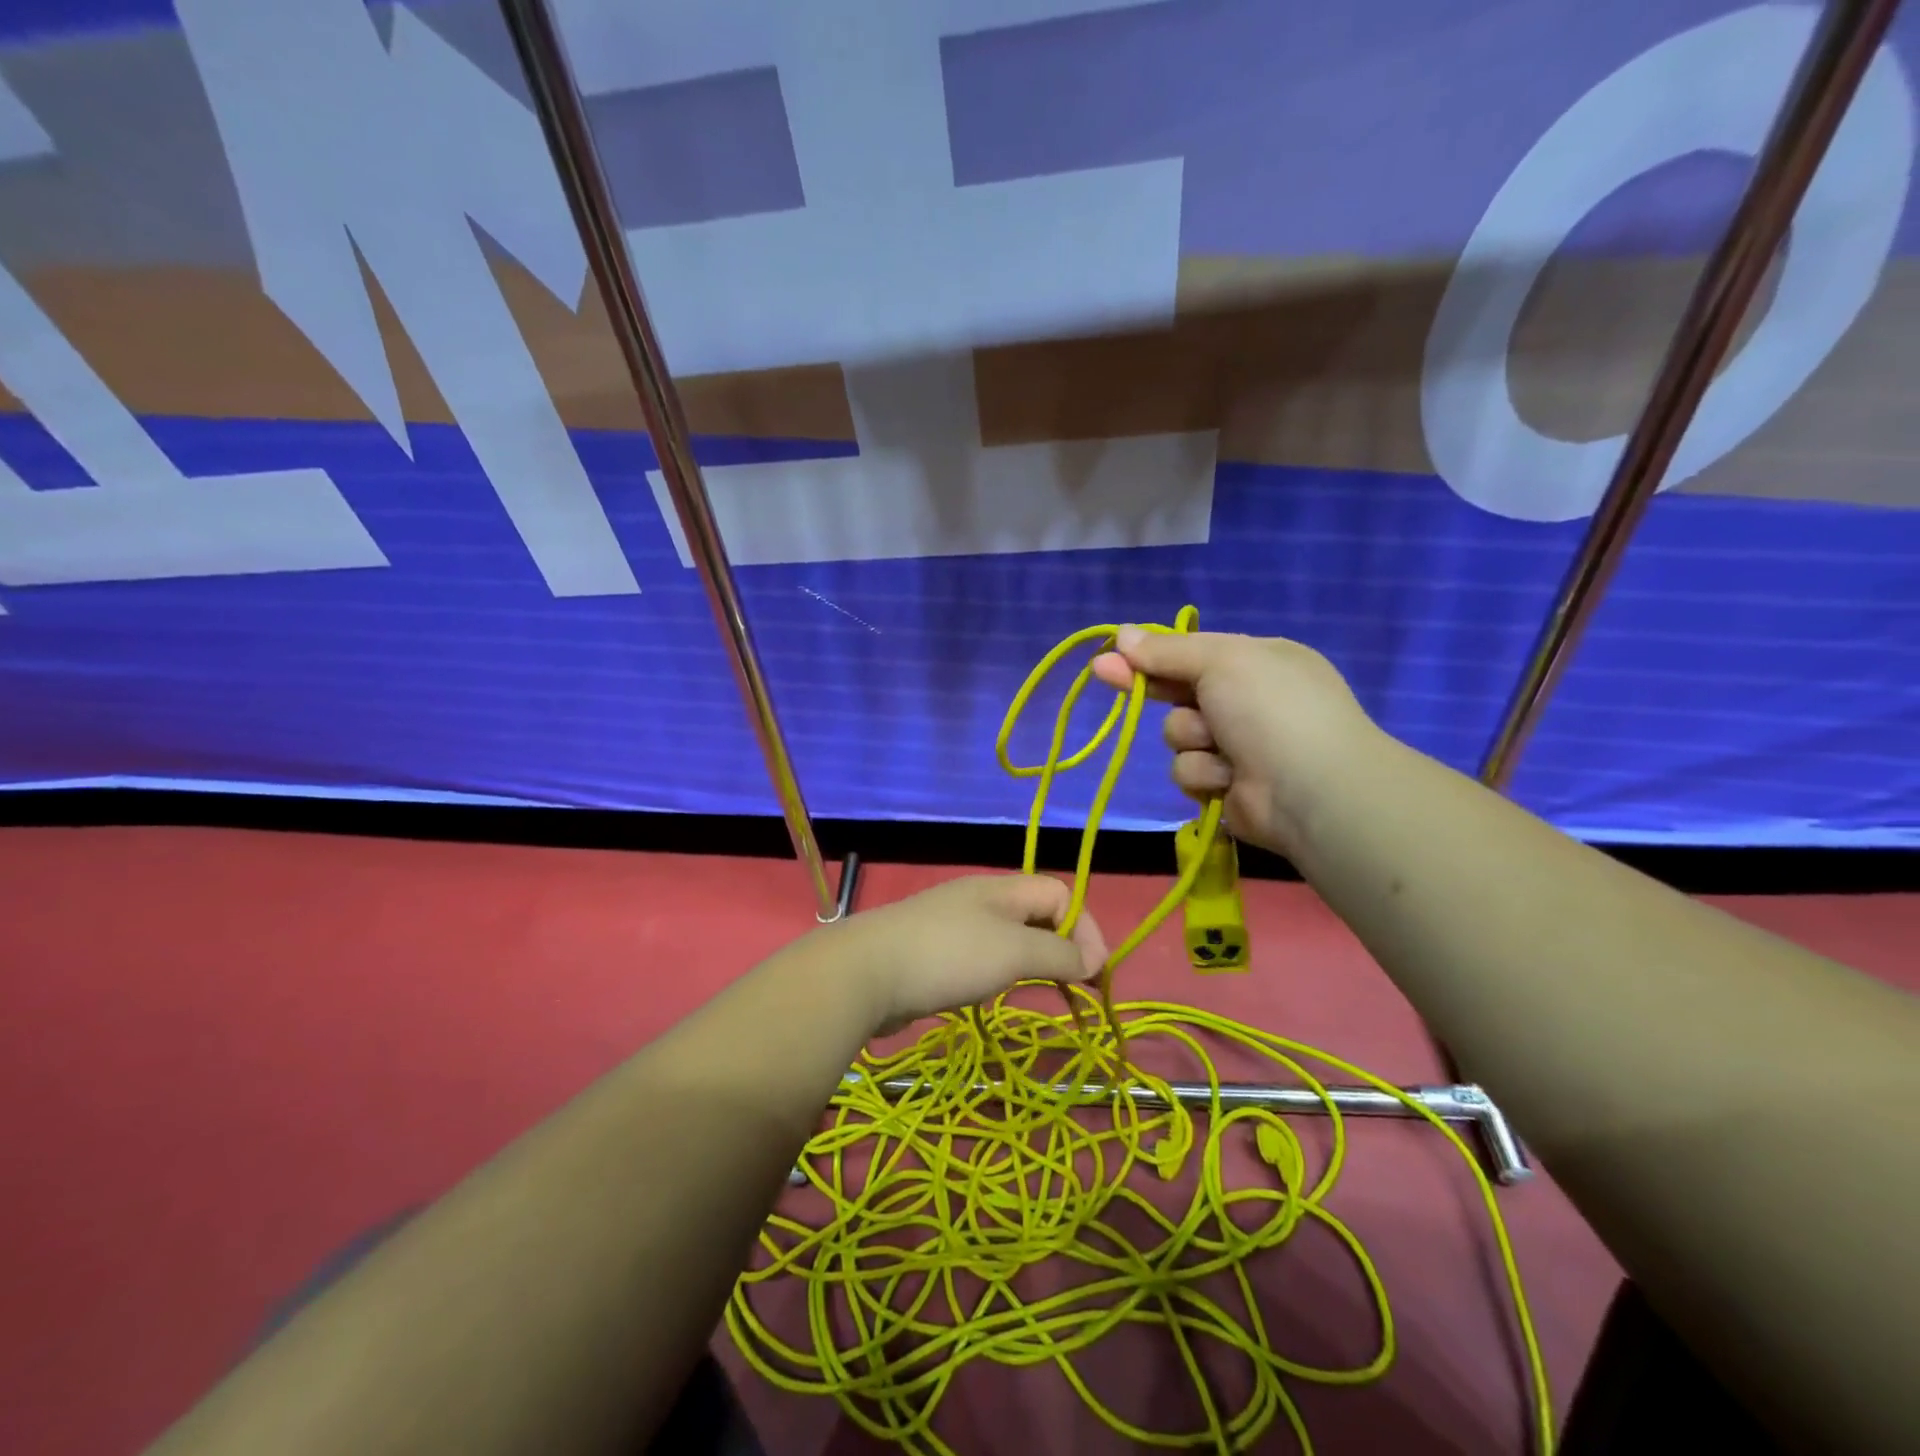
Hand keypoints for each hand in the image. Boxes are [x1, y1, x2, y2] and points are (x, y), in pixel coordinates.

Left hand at [820, 874, 1107, 1035]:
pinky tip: (991, 993)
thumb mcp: (1014, 952)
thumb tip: (1090, 961)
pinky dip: (997, 972)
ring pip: (1007, 937)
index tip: (1092, 973)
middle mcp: (979, 900)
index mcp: (1001, 889)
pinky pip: (979, 956)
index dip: (1085, 927)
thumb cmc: (949, 956)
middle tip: (1074, 985)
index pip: (1059, 893)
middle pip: (1035, 913)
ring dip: (1030, 961)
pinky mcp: (932, 953)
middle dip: (1061, 945)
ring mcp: (952, 925)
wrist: (866, 973)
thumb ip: (1058, 955)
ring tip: (1039, 990)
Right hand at [1091, 627, 1379, 858]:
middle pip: (1178, 693)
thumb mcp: (1220, 661)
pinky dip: (1204, 774)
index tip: (1109, 656)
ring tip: (1222, 747)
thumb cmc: (1270, 709)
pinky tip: (1228, 778)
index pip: (1192, 654)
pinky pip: (1189, 772)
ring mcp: (1238, 747)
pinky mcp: (1226, 786)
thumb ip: (1167, 651)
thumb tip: (1121, 634)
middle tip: (1105, 675)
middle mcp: (1248, 702)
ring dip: (1191, 739)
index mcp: (1258, 662)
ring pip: (1178, 736)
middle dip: (1149, 688)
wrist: (1311, 789)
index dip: (1150, 655)